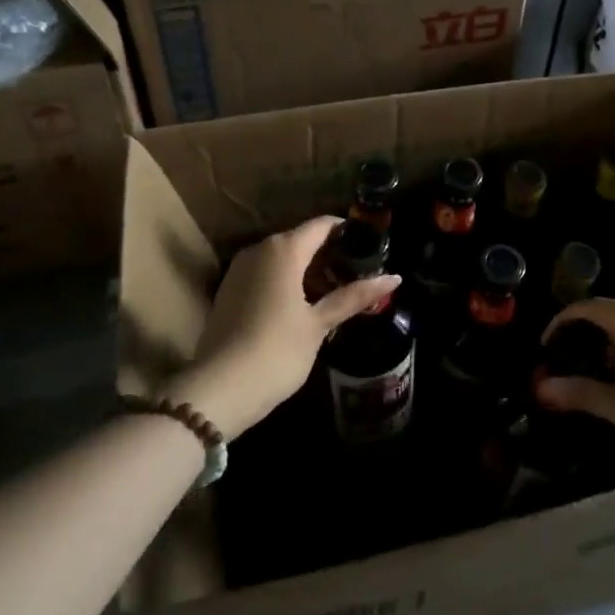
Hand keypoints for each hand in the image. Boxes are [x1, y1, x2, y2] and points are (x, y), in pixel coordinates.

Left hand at [165, 217, 400, 438]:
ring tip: (334, 292)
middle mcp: (259, 249)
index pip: (322, 225)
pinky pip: (265, 274)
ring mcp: (239, 269)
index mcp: (283, 249)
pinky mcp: (228, 291)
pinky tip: (302, 306)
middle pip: (301, 240)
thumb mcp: (319, 324)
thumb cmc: (277, 350)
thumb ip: (354, 296)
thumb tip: (394, 277)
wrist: (219, 389)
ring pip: (281, 258)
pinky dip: (286, 281)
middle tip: (357, 275)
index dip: (347, 231)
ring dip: (307, 270)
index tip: (369, 247)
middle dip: (329, 254)